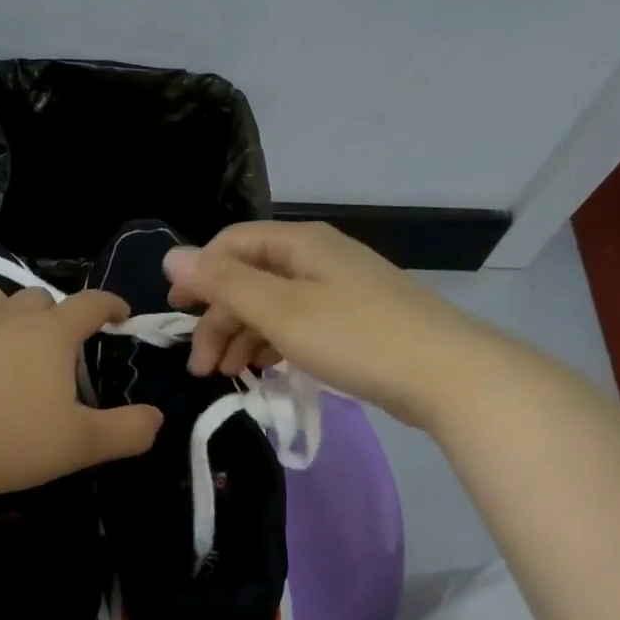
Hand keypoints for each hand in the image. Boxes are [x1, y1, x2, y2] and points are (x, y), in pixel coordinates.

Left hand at [0, 282, 163, 499]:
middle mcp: (9, 320)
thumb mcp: (83, 444)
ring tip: (10, 330)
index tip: (121, 315)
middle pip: (38, 296)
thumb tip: (157, 419)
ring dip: (5, 305)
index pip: (90, 304)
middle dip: (56, 312)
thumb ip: (127, 431)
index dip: (110, 305)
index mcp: (51, 335)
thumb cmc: (15, 441)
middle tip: (61, 344)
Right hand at [162, 221, 505, 428]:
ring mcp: (338, 290)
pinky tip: (265, 370)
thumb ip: (223, 283)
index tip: (175, 312)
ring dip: (242, 337)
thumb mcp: (279, 309)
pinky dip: (273, 344)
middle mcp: (317, 258)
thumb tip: (171, 255)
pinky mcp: (353, 322)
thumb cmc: (354, 336)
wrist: (448, 376)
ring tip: (228, 376)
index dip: (198, 274)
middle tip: (200, 367)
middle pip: (249, 279)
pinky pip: (297, 324)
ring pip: (272, 305)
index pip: (231, 244)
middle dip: (219, 319)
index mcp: (299, 243)